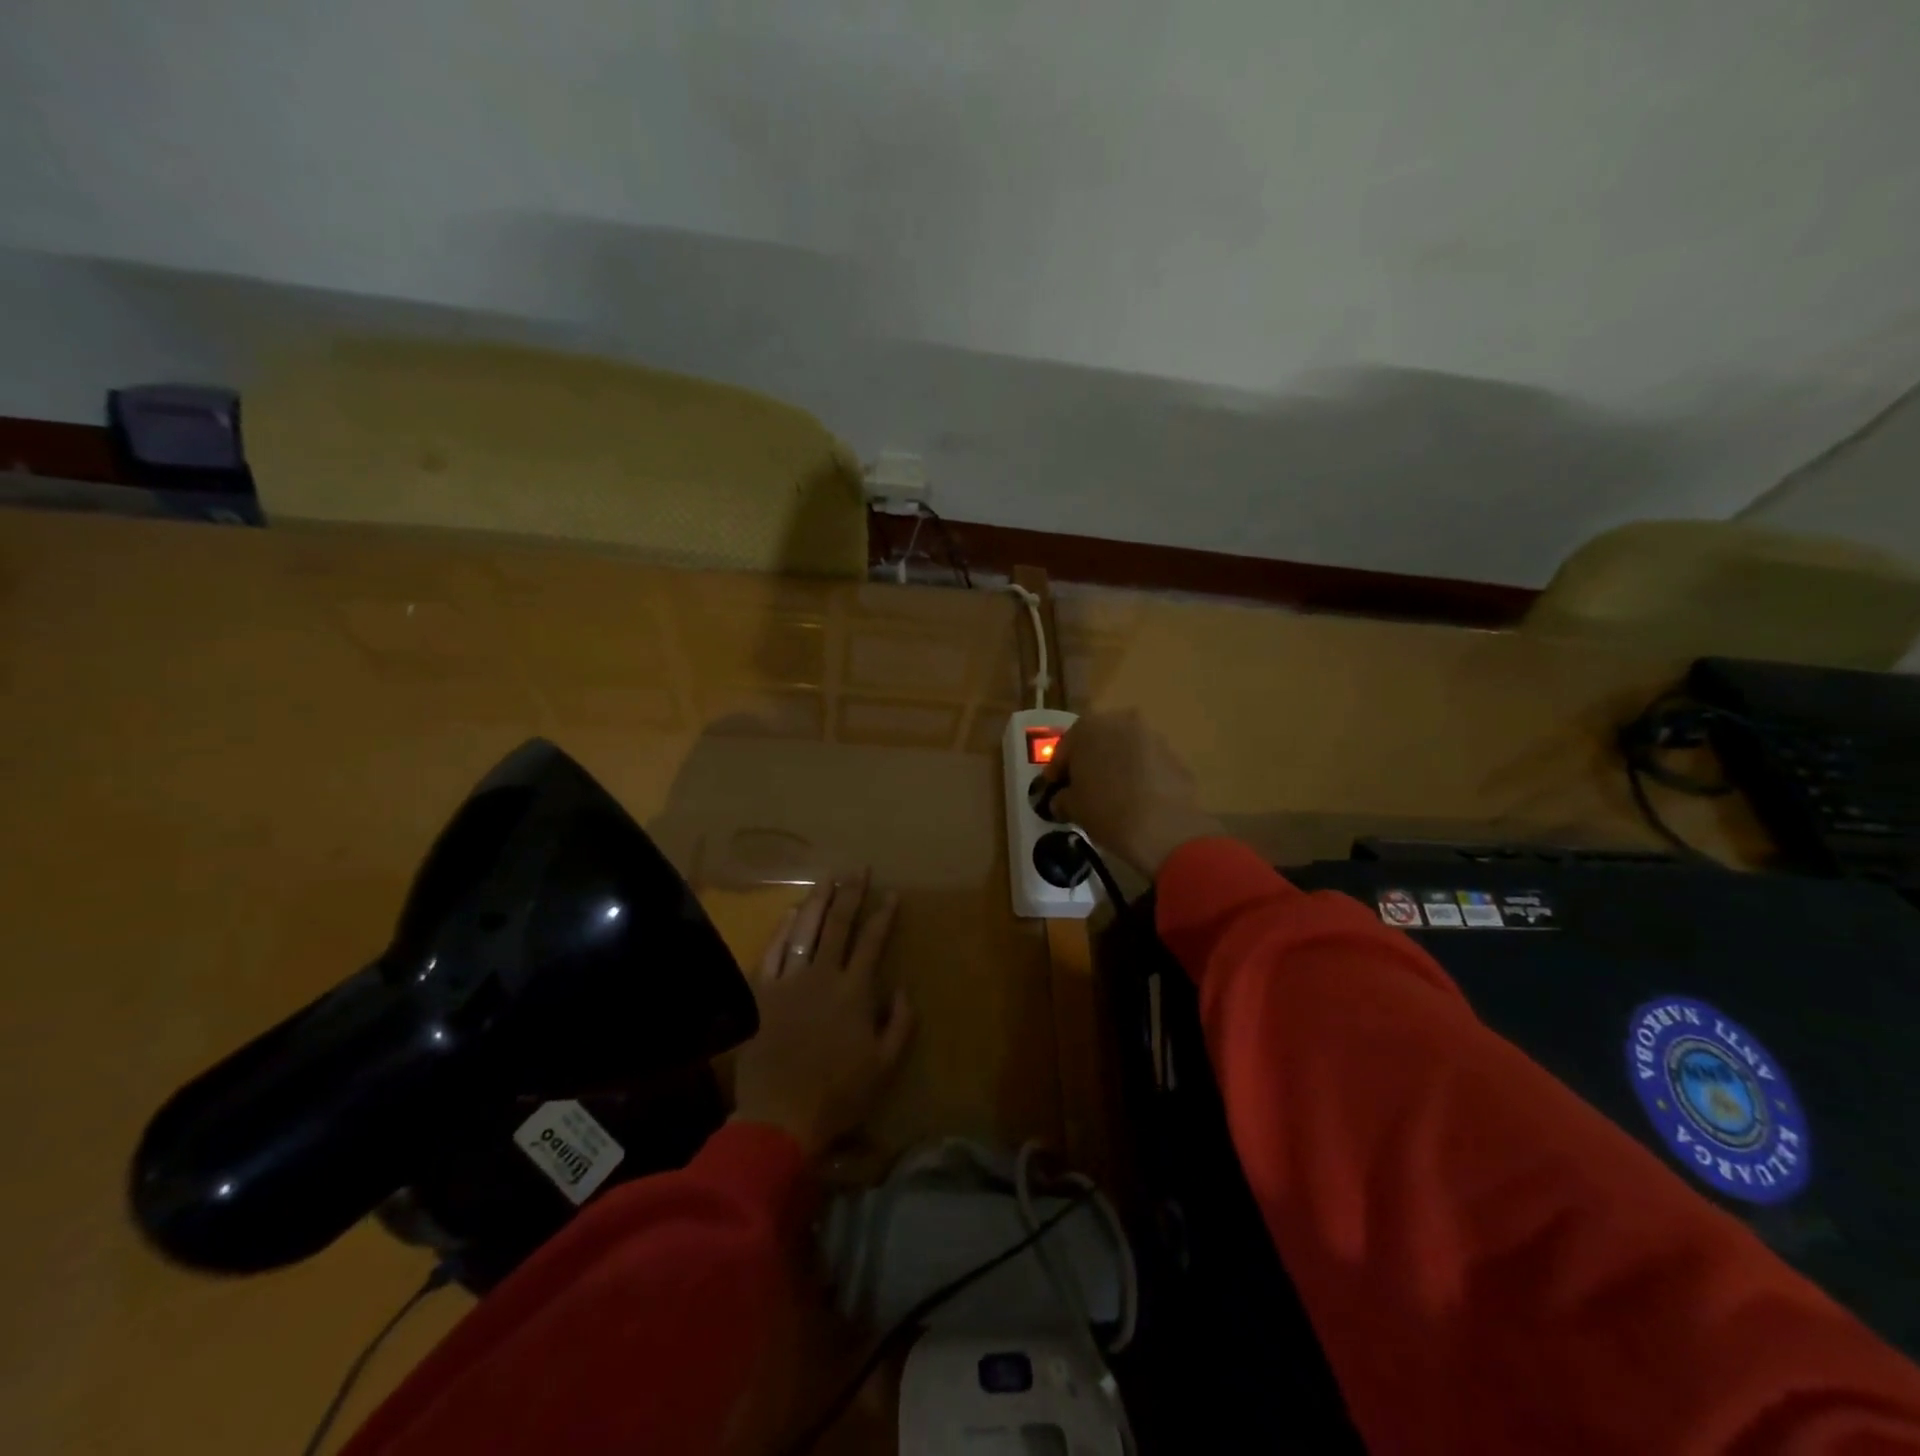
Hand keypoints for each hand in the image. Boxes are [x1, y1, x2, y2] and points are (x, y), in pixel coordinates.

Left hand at [733, 873, 915, 1158]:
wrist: (779, 1115)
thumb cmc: (838, 1093)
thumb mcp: (884, 1064)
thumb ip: (900, 1023)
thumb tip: (902, 988)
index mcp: (854, 991)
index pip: (872, 941)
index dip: (883, 915)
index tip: (891, 893)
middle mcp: (823, 975)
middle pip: (838, 925)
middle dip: (851, 894)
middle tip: (858, 870)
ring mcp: (789, 980)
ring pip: (805, 930)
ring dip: (818, 901)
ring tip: (827, 879)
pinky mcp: (761, 991)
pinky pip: (773, 951)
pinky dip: (782, 929)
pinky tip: (789, 913)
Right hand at [1044, 709, 1223, 878]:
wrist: (1163, 827)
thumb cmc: (1106, 810)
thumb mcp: (1072, 807)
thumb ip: (1062, 797)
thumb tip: (1062, 800)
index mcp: (1088, 727)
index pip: (1065, 748)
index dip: (1057, 771)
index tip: (1053, 789)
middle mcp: (1121, 721)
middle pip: (1097, 742)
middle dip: (1089, 762)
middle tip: (1082, 789)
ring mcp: (1152, 736)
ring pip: (1124, 750)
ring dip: (1116, 766)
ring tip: (1111, 795)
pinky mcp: (1175, 755)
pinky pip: (1147, 763)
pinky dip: (1139, 775)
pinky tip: (1136, 800)